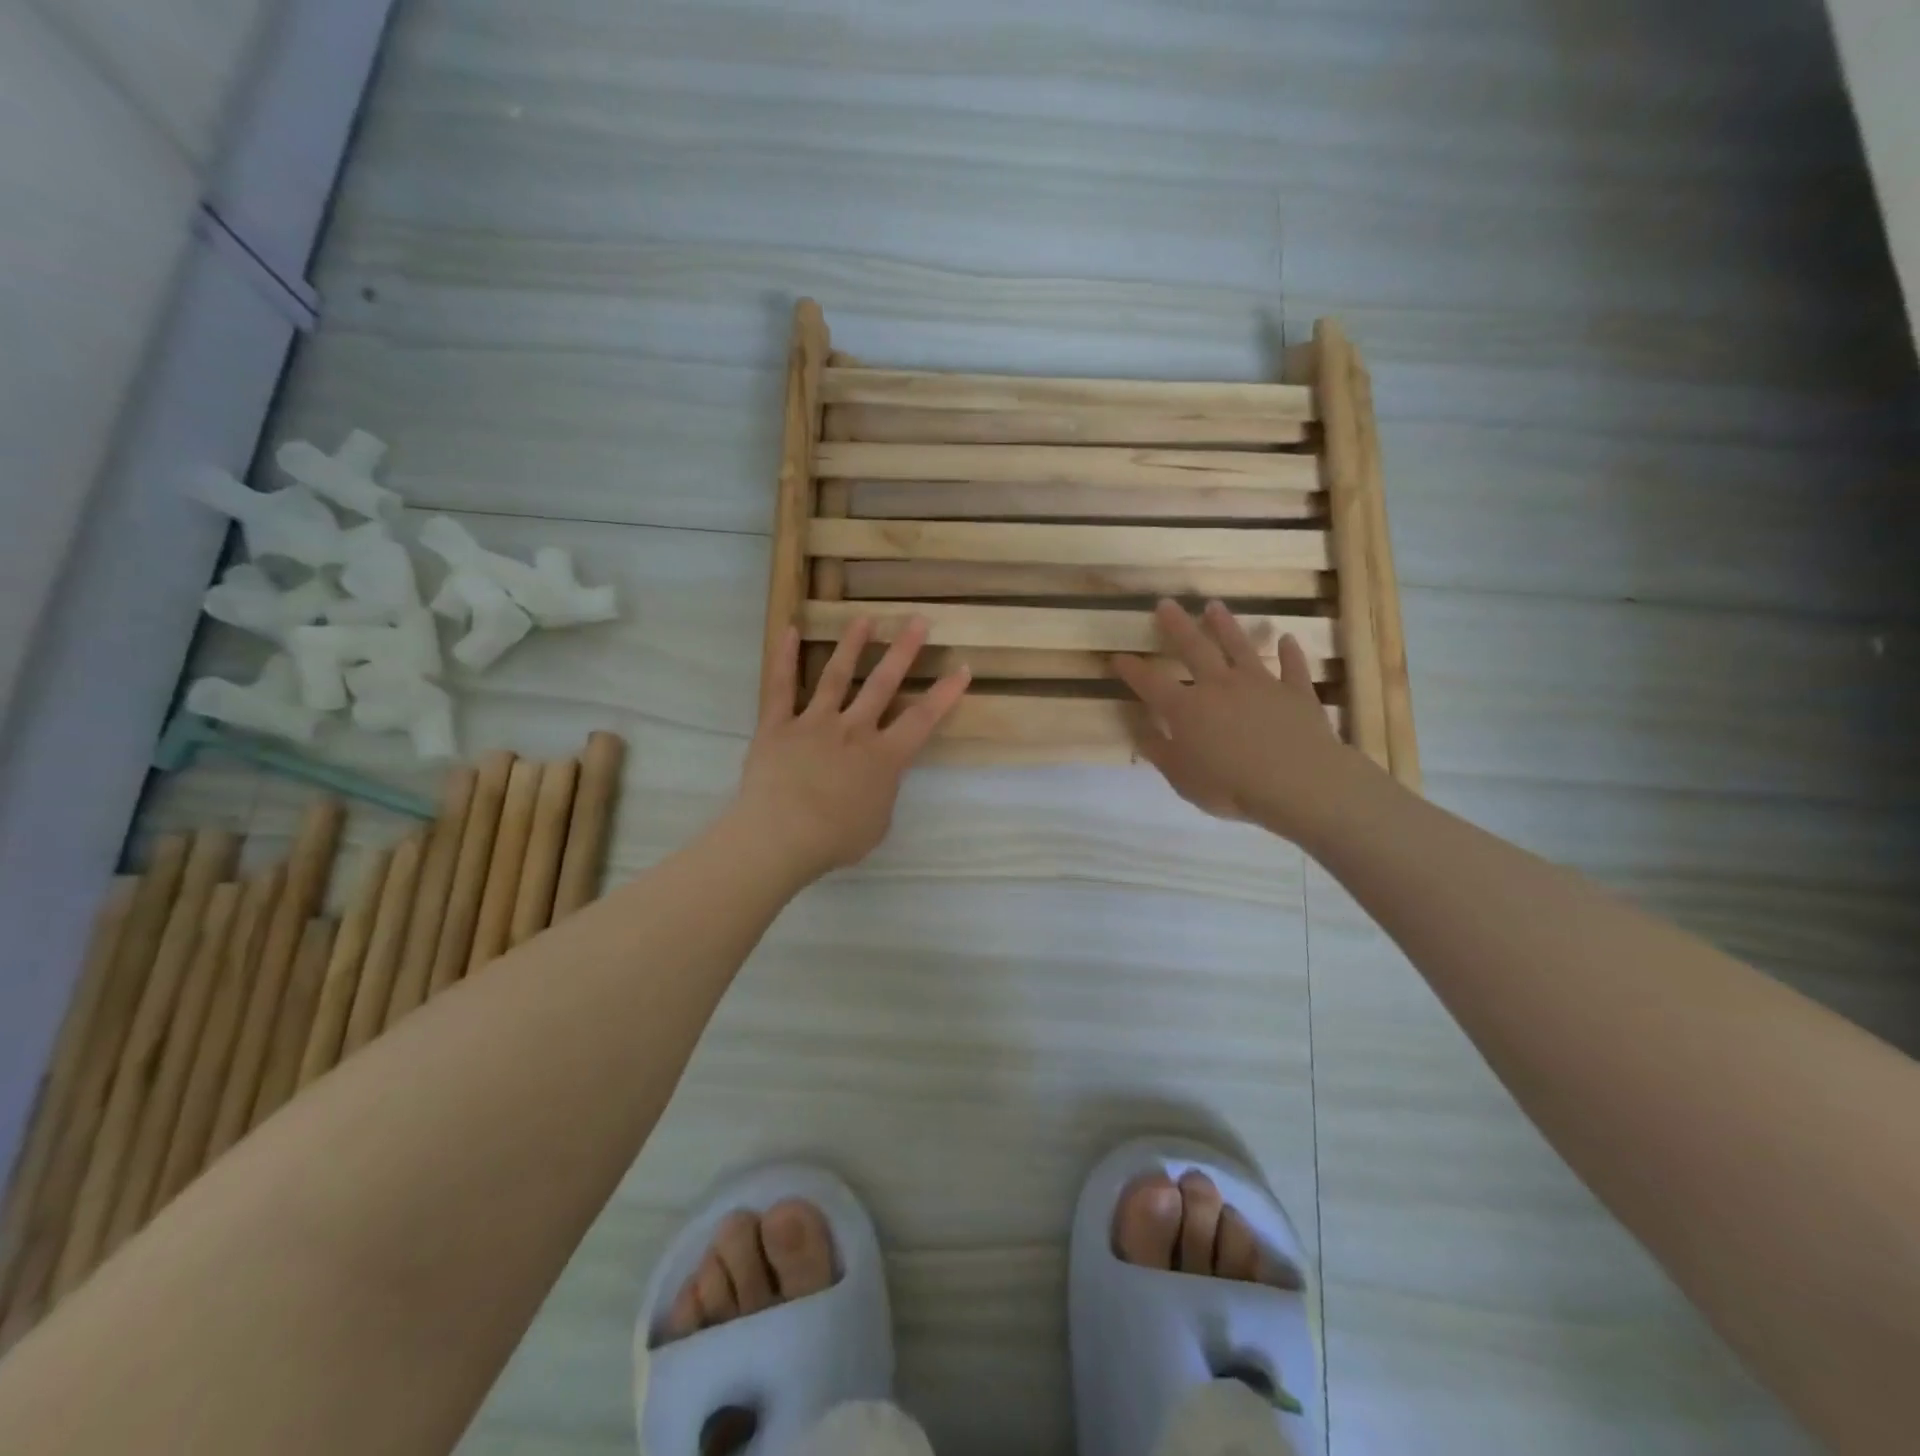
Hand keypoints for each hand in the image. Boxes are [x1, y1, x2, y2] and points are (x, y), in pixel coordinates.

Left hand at [732, 616, 969, 881]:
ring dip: (852, 645)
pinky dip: (784, 658)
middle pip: (882, 684)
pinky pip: (780, 687)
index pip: (922, 719)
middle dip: (903, 651)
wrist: (780, 837)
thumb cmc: (835, 840)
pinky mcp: (777, 726)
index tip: (962, 667)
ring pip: (836, 676)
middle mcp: (853, 730)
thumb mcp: (877, 824)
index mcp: (883, 757)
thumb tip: (879, 778)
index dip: (945, 694)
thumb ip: (883, 793)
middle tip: (917, 621)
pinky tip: (790, 630)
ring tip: (864, 618)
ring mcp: (814, 723)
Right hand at [1113, 599, 1362, 841]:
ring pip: (1239, 647)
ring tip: (1214, 606)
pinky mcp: (1295, 692)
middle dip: (1176, 626)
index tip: (1117, 657)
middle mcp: (1219, 686)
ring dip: (1225, 625)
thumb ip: (1160, 752)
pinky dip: (1290, 652)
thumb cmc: (1231, 787)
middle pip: (1193, 648)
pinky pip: (1291, 667)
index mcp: (1186, 709)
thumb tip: (1140, 731)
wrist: (1299, 783)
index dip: (1131, 669)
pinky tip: (1288, 639)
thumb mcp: (1182, 778)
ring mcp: (1260, 684)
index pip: (1150, 683)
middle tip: (1165, 603)